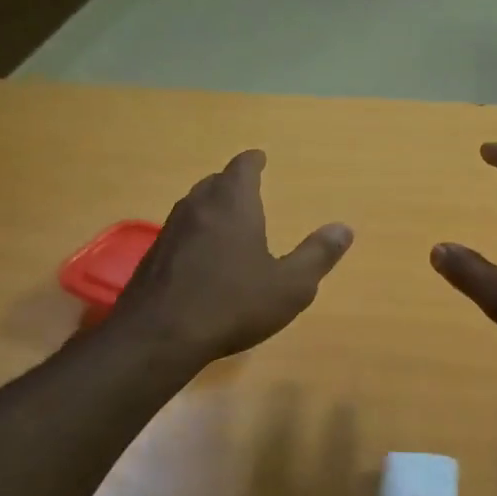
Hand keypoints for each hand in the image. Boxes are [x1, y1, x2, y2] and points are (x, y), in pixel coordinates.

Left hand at [111, 150, 353, 364]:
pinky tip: (201, 257)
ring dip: (211, 207)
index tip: (260, 158)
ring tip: (227, 219)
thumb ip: (317, 255)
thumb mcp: (290, 286)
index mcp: (233, 203)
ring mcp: (170, 231)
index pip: (242, 167)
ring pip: (194, 206)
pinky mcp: (152, 256)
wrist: (158, 337)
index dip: (253, 161)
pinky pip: (180, 233)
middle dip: (232, 182)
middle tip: (247, 189)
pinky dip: (195, 234)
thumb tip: (344, 228)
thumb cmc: (233, 304)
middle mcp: (198, 206)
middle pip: (215, 182)